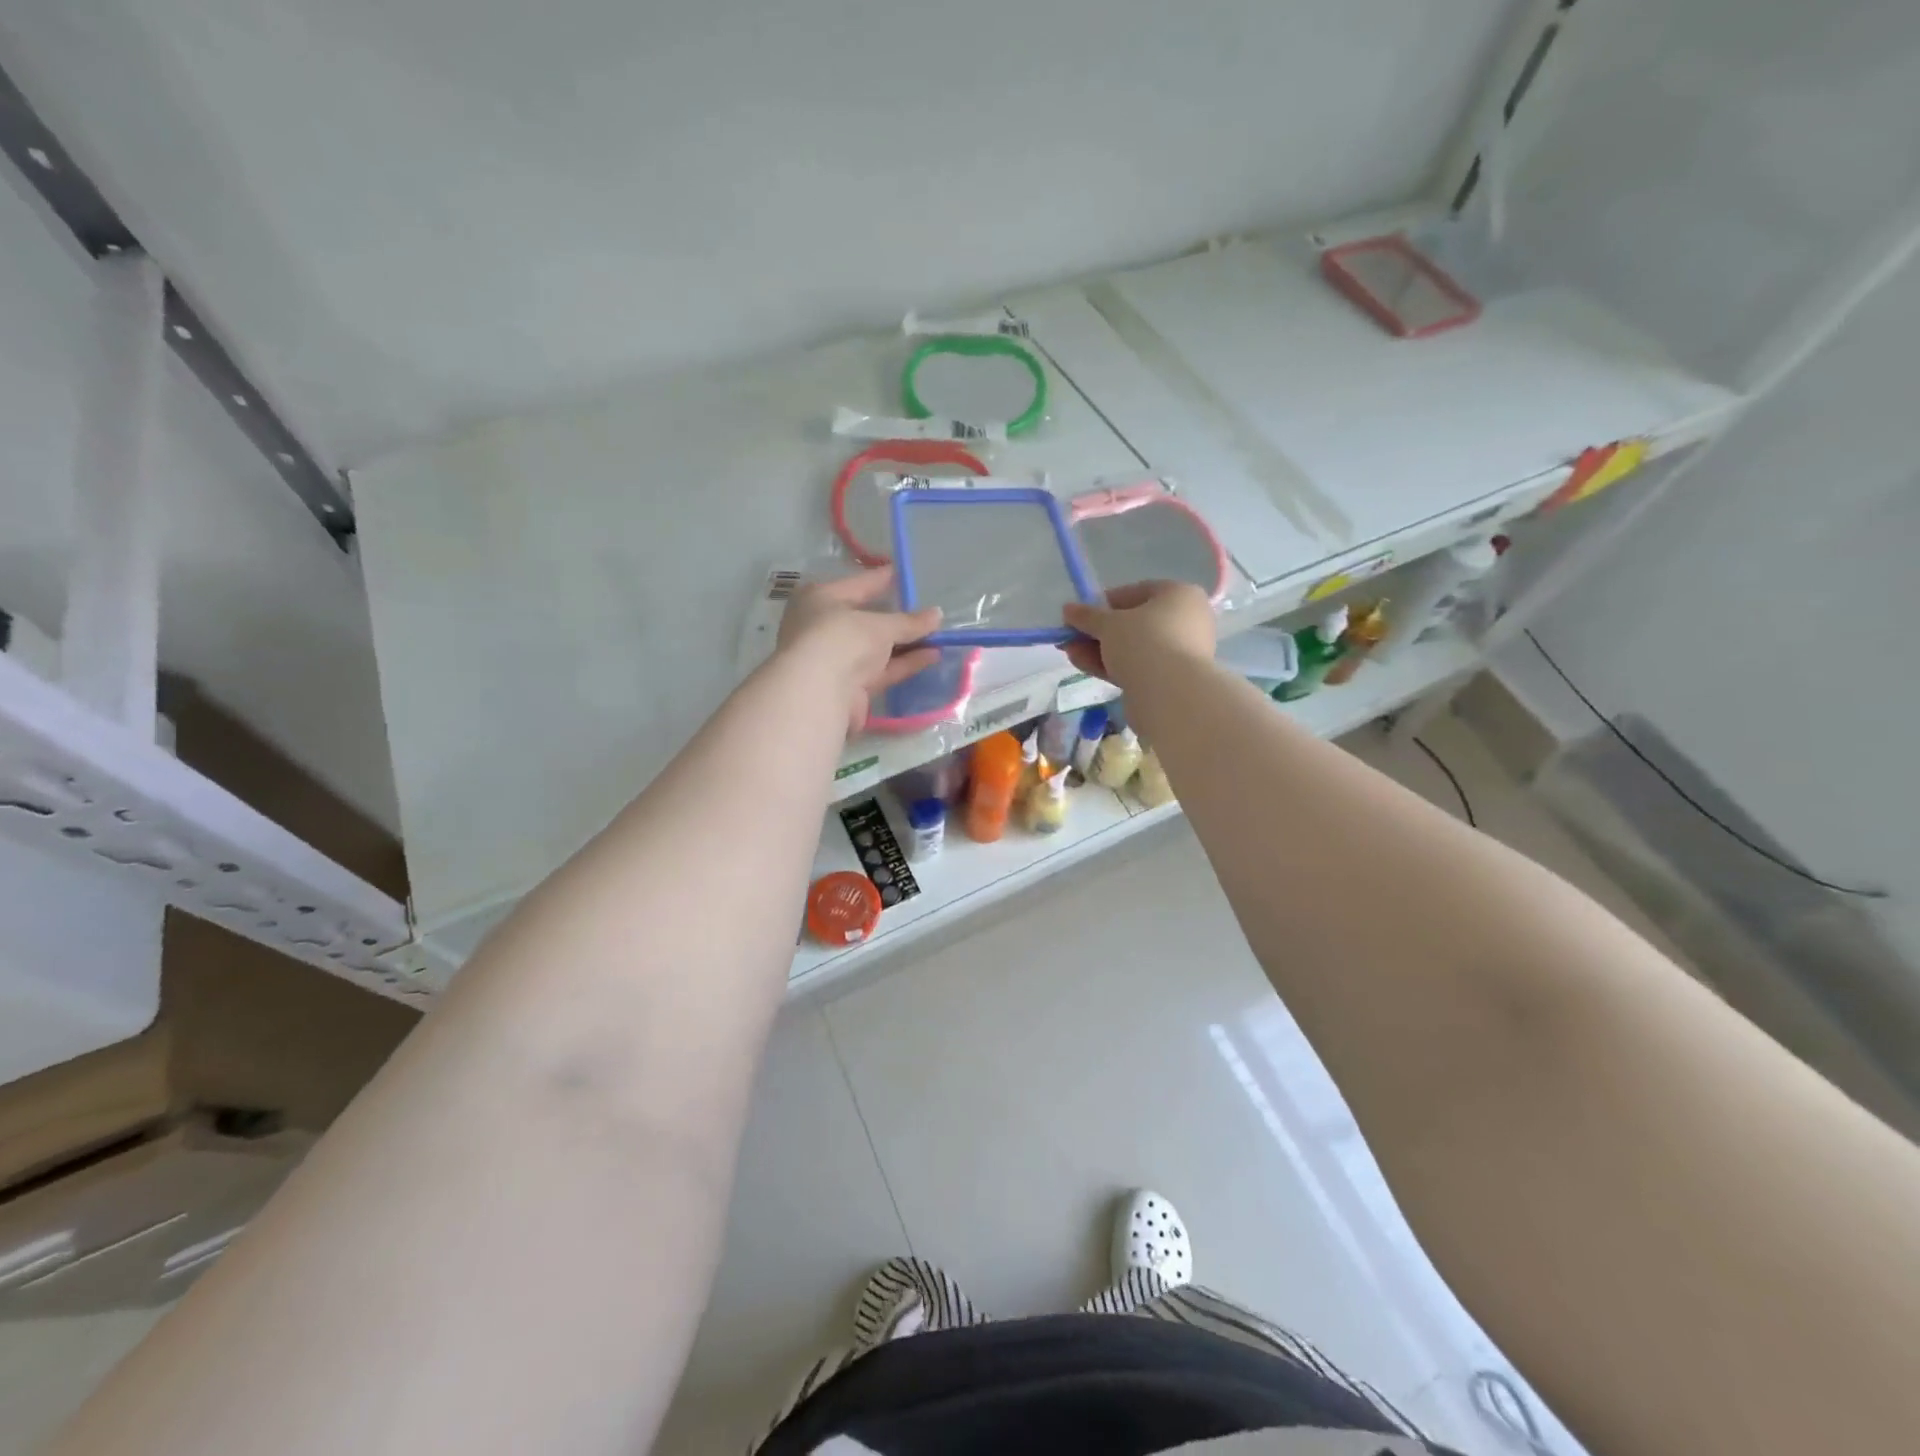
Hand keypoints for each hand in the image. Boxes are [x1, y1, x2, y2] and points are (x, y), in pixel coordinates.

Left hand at [777, 567, 941, 735]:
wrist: (818, 693)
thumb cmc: (842, 639)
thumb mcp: (880, 625)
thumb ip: (909, 622)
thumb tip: (937, 615)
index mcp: (820, 599)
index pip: (858, 584)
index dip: (882, 579)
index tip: (903, 574)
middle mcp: (823, 627)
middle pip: (867, 619)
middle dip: (898, 618)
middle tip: (927, 611)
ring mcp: (836, 659)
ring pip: (876, 648)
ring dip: (906, 643)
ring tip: (939, 636)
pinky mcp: (849, 687)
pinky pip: (882, 670)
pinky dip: (904, 663)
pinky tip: (931, 656)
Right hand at [1062, 580, 1215, 688]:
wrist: (1171, 694)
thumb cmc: (1144, 642)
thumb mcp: (1109, 623)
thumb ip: (1087, 616)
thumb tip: (1069, 609)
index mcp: (1179, 594)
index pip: (1135, 592)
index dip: (1103, 603)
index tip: (1079, 615)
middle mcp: (1185, 620)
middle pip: (1133, 623)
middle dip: (1097, 631)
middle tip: (1070, 637)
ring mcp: (1180, 652)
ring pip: (1133, 647)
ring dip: (1099, 650)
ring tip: (1070, 653)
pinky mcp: (1170, 679)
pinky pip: (1137, 666)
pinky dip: (1112, 665)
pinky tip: (1084, 666)